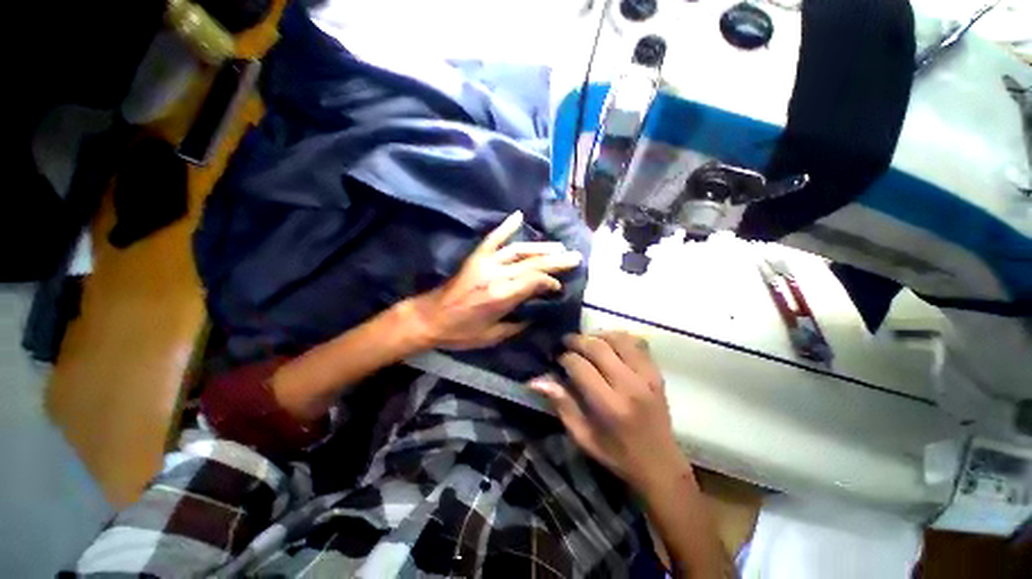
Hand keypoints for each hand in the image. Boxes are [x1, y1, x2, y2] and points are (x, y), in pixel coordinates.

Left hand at [404, 211, 582, 350]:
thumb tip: (535, 314)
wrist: (429, 319)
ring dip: (540, 247)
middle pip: (532, 264)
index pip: (535, 282)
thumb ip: (517, 325)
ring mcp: (485, 263)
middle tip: (575, 256)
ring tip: (559, 246)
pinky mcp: (476, 258)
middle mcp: (496, 276)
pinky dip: (506, 226)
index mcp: (501, 297)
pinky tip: (519, 215)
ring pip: (518, 251)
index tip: (559, 287)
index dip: (550, 282)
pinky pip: (493, 238)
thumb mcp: (492, 336)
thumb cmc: (460, 333)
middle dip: (556, 261)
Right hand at [529, 332, 688, 492]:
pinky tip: (608, 343)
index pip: (580, 366)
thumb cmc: (616, 455)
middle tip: (566, 343)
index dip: (564, 358)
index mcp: (609, 406)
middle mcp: (630, 385)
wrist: (660, 464)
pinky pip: (637, 343)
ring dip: (598, 335)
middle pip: (598, 347)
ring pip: (618, 339)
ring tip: (586, 341)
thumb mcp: (583, 437)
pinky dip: (619, 337)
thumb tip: (536, 380)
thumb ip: (562, 405)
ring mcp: (647, 376)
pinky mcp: (657, 373)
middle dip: (577, 340)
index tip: (557, 359)